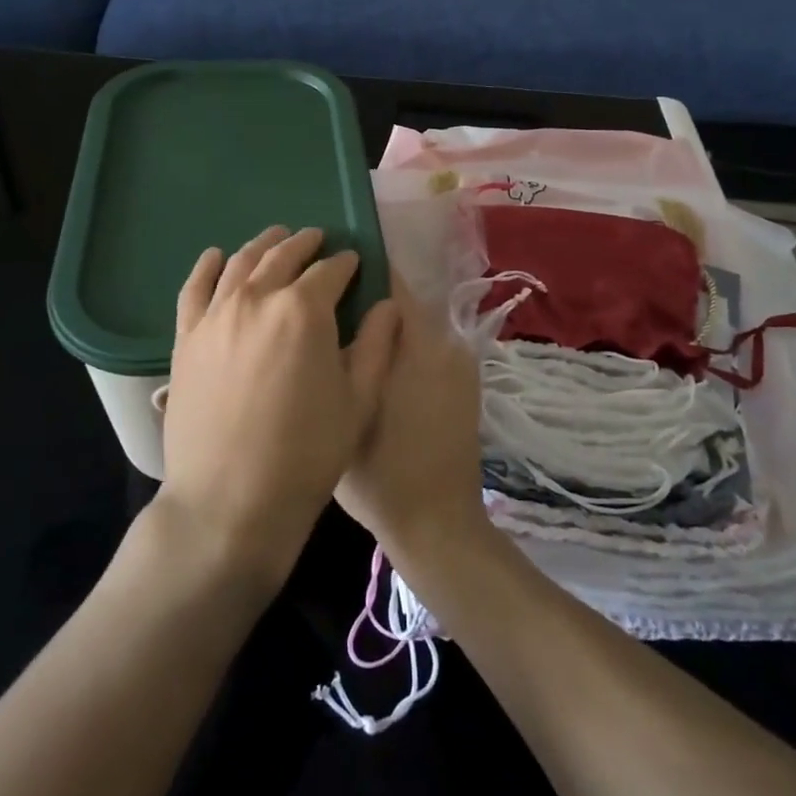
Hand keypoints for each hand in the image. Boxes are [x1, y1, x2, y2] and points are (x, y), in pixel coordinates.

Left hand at [157, 226, 399, 593]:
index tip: (354, 263)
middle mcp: (256, 299)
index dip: (346, 264)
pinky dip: (207, 267)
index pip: (329, 271)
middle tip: (318, 239)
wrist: (230, 502)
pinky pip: (194, 288)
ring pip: (239, 263)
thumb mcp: (358, 401)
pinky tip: (215, 257)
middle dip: (305, 244)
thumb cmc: (306, 454)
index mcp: (304, 310)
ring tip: (276, 239)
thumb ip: (377, 345)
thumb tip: (387, 305)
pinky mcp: (186, 338)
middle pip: (282, 256)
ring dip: (262, 246)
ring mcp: (215, 316)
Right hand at [335, 271, 491, 568]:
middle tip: (330, 312)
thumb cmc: (380, 474)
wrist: (438, 524)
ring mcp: (460, 363)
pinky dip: (405, 351)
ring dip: (387, 328)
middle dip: (369, 303)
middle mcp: (445, 342)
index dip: (359, 271)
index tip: (329, 273)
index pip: (390, 283)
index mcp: (416, 343)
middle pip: (402, 304)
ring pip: (415, 328)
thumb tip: (330, 315)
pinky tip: (380, 372)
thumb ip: (341, 356)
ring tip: (350, 342)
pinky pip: (429, 350)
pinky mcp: (466, 383)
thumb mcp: (344, 412)